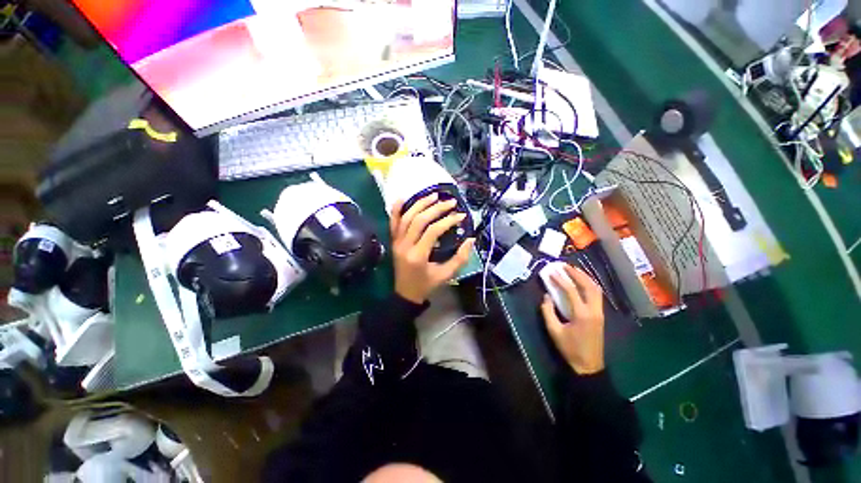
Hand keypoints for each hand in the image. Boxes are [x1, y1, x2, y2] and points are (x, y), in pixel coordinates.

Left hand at [390, 194, 474, 303]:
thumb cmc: (427, 285)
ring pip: (406, 217)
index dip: (448, 221)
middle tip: (451, 202)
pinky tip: (402, 198)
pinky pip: (393, 223)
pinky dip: (396, 209)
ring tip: (434, 195)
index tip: (461, 215)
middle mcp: (405, 246)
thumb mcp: (446, 275)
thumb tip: (471, 239)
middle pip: (419, 220)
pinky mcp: (393, 241)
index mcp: (418, 255)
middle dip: (436, 208)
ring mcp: (396, 242)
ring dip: (420, 204)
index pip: (433, 231)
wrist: (406, 294)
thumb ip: (460, 258)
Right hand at [541, 264, 604, 374]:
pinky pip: (597, 295)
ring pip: (596, 289)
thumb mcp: (554, 331)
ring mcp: (600, 313)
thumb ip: (548, 311)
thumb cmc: (570, 349)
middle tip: (565, 266)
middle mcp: (594, 311)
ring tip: (573, 270)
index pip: (571, 291)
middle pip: (589, 286)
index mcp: (582, 315)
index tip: (551, 272)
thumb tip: (546, 296)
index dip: (561, 280)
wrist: (589, 366)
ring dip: (585, 278)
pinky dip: (589, 285)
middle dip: (577, 274)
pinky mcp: (600, 316)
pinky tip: (581, 282)